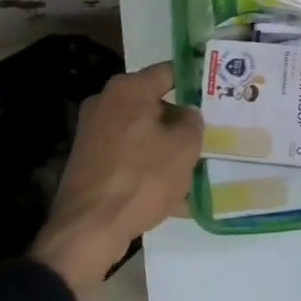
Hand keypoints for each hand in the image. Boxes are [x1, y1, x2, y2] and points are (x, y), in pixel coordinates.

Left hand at [30, 62, 201, 297]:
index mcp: (128, 89)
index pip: (168, 72)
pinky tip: (168, 192)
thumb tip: (186, 114)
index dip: (192, 80)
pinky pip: (126, 155)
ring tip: (189, 169)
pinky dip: (145, 166)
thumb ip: (192, 122)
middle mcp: (105, 102)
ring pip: (140, 132)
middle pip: (152, 103)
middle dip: (177, 120)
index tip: (212, 92)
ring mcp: (92, 132)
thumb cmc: (141, 179)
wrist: (88, 229)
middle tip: (203, 135)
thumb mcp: (184, 148)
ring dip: (163, 147)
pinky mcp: (87, 160)